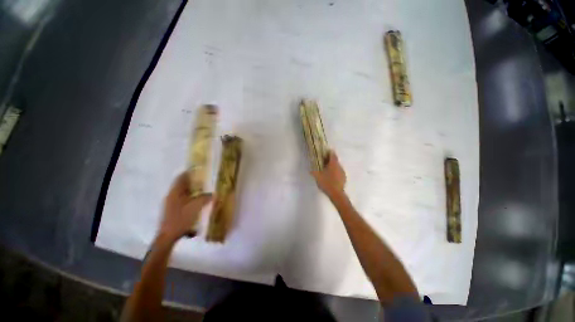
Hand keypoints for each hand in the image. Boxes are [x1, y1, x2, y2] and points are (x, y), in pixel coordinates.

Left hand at [159, 172, 211, 241]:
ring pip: (182, 192)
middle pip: (182, 184)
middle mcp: (171, 195)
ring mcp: (170, 203)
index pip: (181, 177)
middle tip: (204, 180)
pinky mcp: (172, 209)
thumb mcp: (196, 207)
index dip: (189, 172)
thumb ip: (205, 198)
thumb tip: (212, 194)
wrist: (168, 236)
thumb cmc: (181, 219)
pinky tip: (196, 201)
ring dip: (191, 189)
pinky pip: (182, 198)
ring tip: (202, 190)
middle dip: (193, 181)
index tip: (199, 170)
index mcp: (175, 192)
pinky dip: (189, 197)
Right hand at [311, 150, 346, 198]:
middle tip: (324, 162)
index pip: (332, 154)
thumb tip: (311, 169)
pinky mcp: (344, 178)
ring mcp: (343, 172)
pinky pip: (339, 172)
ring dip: (332, 166)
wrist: (336, 194)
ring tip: (326, 170)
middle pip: (335, 160)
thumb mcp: (317, 176)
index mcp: (333, 164)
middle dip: (330, 160)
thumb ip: (314, 171)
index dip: (329, 152)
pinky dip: (335, 172)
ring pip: (337, 166)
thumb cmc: (326, 183)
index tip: (325, 152)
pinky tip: (331, 177)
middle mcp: (339, 166)